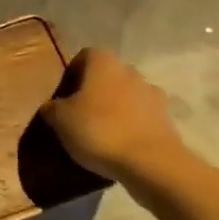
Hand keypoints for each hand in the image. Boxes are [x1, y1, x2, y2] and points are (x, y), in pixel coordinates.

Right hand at [39, 47, 190, 181]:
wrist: (150, 162)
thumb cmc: (98, 130)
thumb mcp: (60, 119)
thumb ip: (52, 108)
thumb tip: (51, 107)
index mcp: (103, 62)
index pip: (83, 57)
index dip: (71, 74)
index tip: (62, 97)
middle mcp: (130, 70)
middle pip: (107, 76)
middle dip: (94, 92)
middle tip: (79, 116)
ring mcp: (152, 94)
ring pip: (126, 96)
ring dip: (114, 109)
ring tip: (100, 134)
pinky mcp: (166, 119)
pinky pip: (141, 117)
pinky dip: (131, 126)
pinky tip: (120, 146)